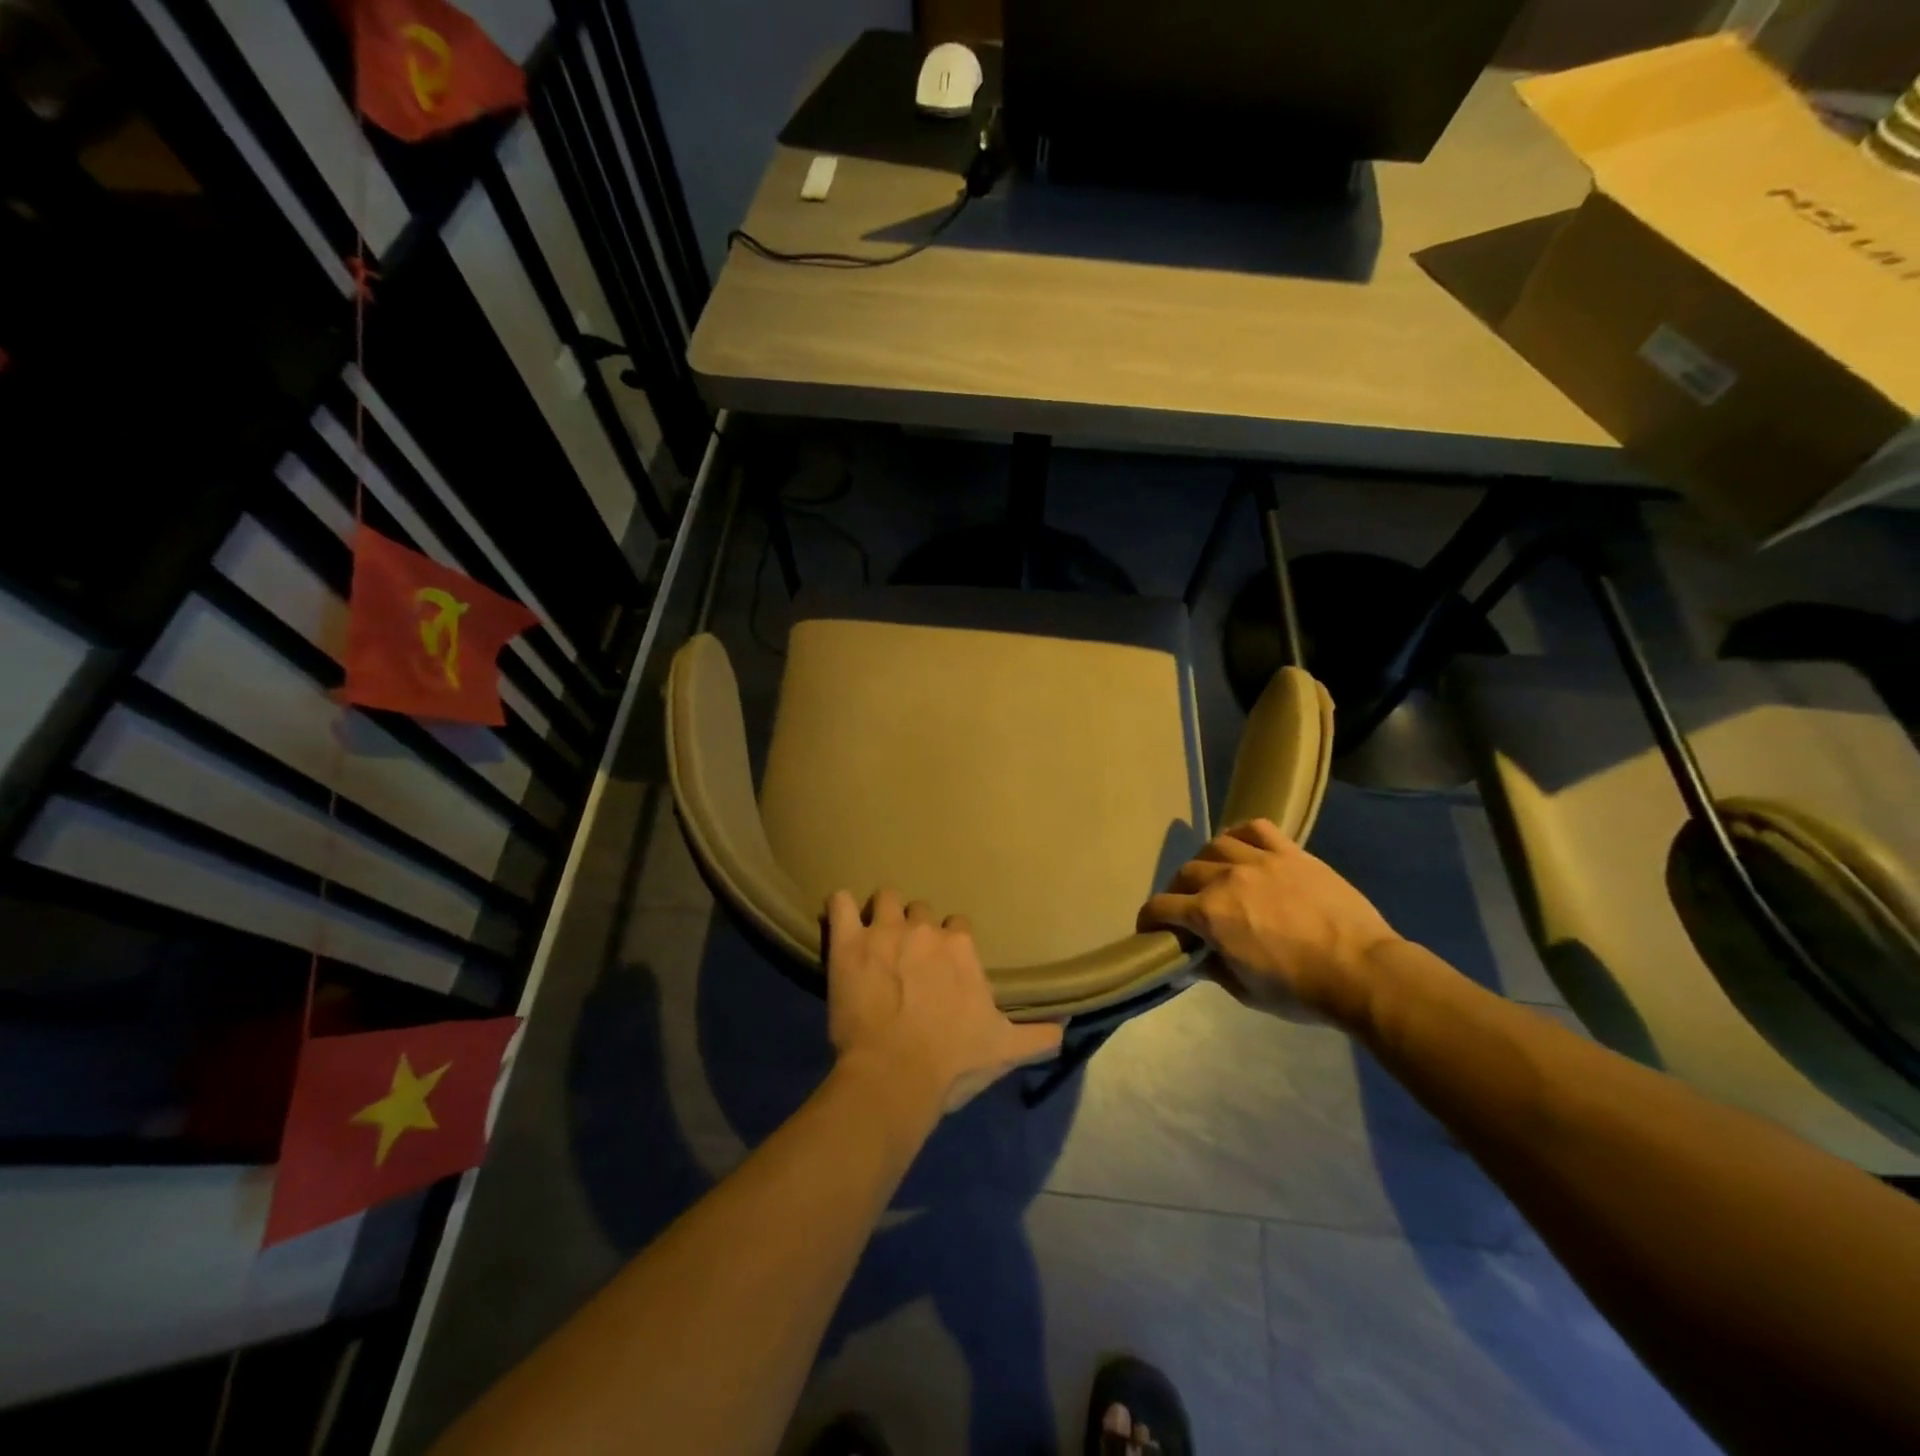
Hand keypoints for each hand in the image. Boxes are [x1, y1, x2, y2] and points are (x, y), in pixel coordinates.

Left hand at [825, 889, 1064, 1113]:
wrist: (895, 1077)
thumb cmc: (952, 1062)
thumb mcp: (1005, 1050)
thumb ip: (1038, 1035)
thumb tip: (1067, 1028)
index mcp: (960, 947)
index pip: (957, 925)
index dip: (949, 942)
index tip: (942, 965)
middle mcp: (925, 929)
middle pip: (921, 910)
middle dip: (915, 928)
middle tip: (906, 957)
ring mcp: (884, 931)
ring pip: (886, 898)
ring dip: (882, 913)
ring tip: (874, 936)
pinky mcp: (848, 943)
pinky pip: (839, 904)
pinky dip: (839, 908)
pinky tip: (840, 919)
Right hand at [1139, 819, 1401, 1027]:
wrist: (1364, 972)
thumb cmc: (1301, 990)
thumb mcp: (1245, 991)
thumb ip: (1211, 968)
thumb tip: (1190, 958)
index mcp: (1209, 914)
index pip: (1160, 907)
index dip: (1149, 919)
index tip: (1149, 929)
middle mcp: (1226, 878)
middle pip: (1184, 874)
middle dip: (1177, 893)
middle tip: (1187, 910)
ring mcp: (1260, 860)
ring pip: (1215, 846)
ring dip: (1206, 863)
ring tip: (1214, 876)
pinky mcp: (1290, 852)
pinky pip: (1254, 829)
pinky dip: (1239, 835)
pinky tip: (1241, 848)